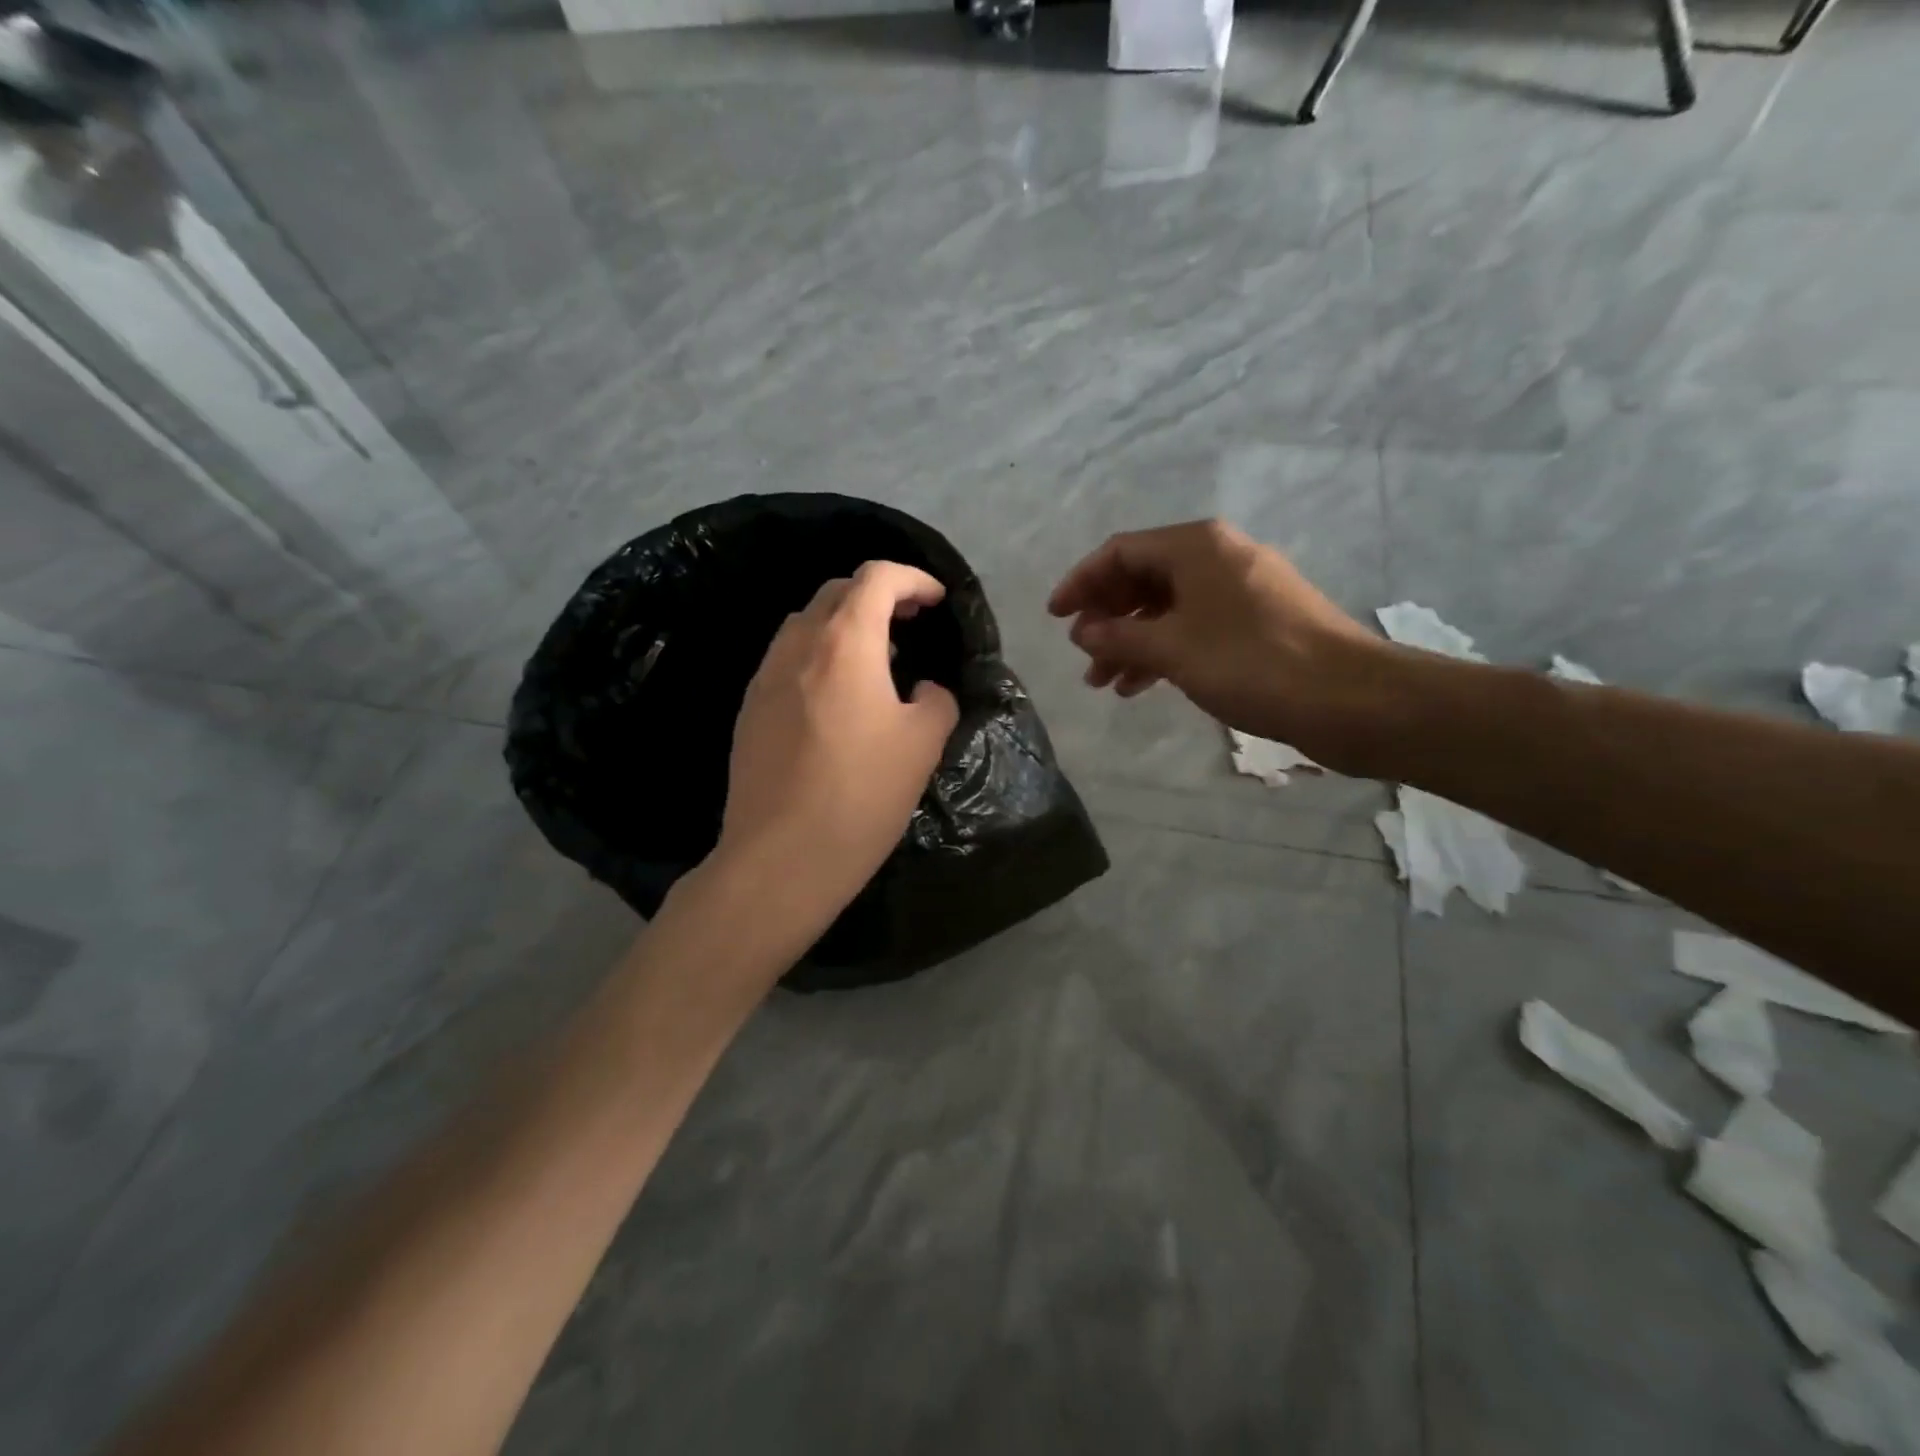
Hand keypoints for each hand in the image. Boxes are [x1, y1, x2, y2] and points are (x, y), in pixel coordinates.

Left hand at [713, 561, 959, 939]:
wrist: (781, 857)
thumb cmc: (861, 795)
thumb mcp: (923, 744)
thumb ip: (935, 700)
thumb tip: (923, 690)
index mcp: (845, 642)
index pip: (877, 578)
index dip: (913, 579)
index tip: (936, 601)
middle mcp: (798, 644)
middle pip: (836, 592)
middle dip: (878, 595)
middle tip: (910, 623)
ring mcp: (765, 676)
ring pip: (806, 624)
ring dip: (844, 625)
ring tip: (875, 659)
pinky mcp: (749, 709)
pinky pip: (788, 660)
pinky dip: (818, 656)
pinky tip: (836, 698)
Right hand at [1049, 519, 1398, 774]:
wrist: (1349, 698)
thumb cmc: (1252, 663)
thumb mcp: (1172, 650)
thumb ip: (1119, 637)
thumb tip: (1082, 630)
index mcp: (1196, 547)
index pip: (1120, 552)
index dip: (1081, 582)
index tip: (1055, 618)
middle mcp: (1217, 557)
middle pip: (1143, 577)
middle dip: (1107, 617)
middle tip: (1082, 654)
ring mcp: (1240, 589)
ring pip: (1168, 607)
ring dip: (1131, 641)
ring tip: (1104, 682)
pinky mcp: (1256, 622)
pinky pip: (1194, 626)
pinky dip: (1164, 650)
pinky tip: (1142, 684)